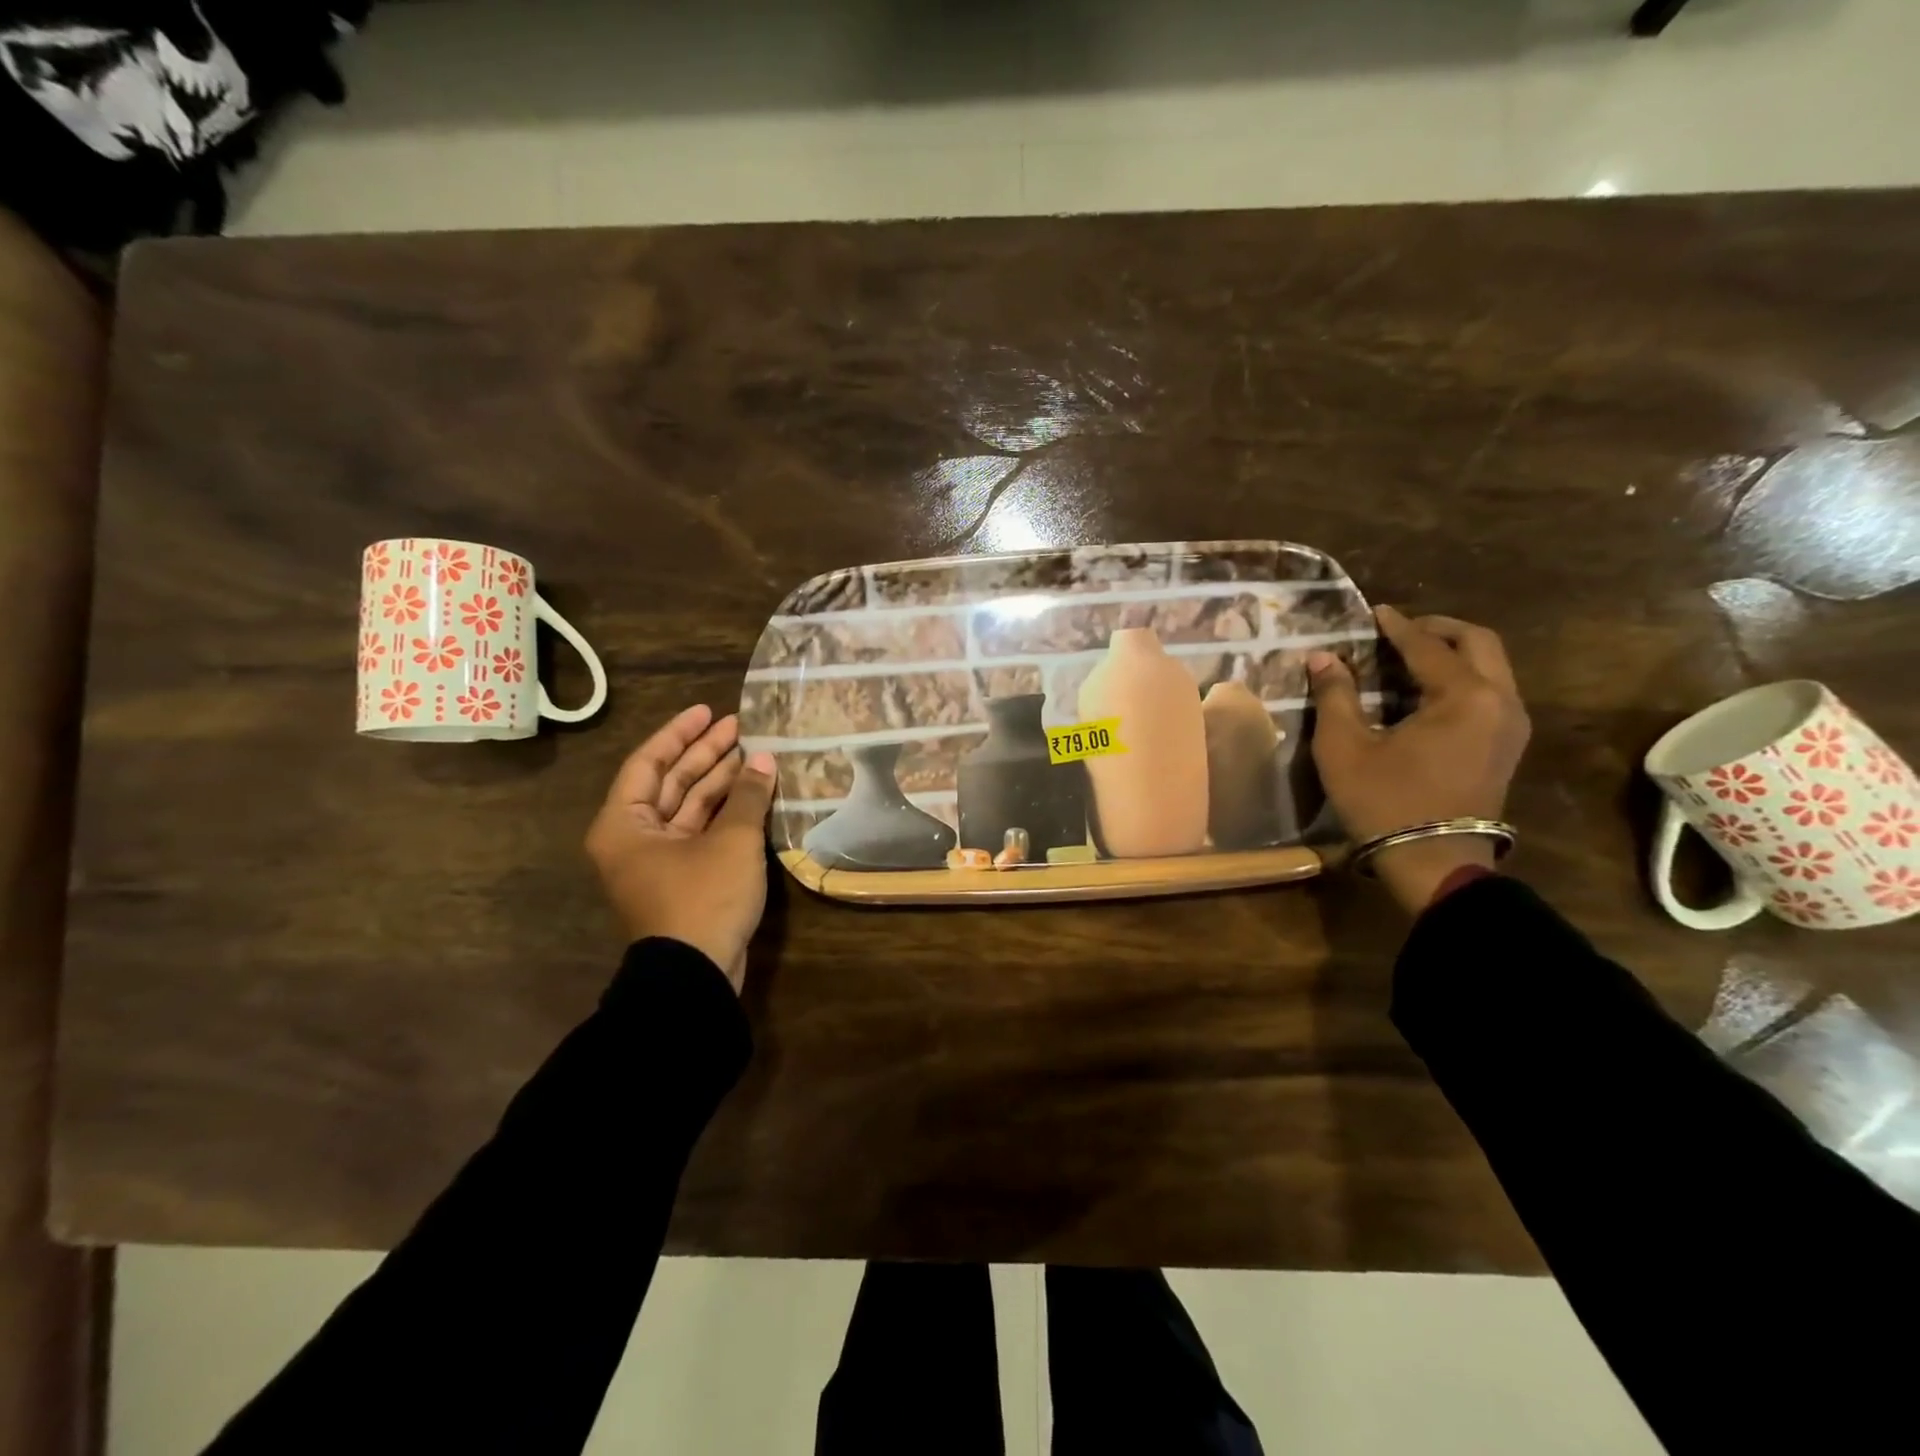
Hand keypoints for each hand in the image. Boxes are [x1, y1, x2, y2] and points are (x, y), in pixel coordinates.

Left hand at [585, 704, 777, 990]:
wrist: (695, 976)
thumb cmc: (702, 898)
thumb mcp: (730, 841)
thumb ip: (747, 795)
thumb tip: (764, 760)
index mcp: (625, 823)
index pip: (649, 762)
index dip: (680, 733)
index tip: (709, 712)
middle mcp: (634, 837)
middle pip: (670, 782)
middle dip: (705, 754)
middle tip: (740, 727)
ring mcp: (659, 860)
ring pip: (689, 808)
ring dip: (720, 782)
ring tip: (754, 755)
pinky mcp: (684, 879)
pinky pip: (701, 832)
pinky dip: (725, 812)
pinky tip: (753, 793)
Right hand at [1307, 606, 1530, 914]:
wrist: (1433, 862)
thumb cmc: (1385, 801)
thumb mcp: (1345, 747)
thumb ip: (1335, 695)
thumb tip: (1322, 658)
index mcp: (1464, 697)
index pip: (1428, 646)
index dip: (1398, 626)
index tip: (1374, 611)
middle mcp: (1500, 701)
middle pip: (1478, 643)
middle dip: (1438, 629)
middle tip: (1400, 629)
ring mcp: (1511, 725)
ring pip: (1491, 666)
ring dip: (1454, 652)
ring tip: (1410, 656)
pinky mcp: (1507, 746)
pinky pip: (1490, 691)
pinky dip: (1462, 677)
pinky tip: (1426, 690)